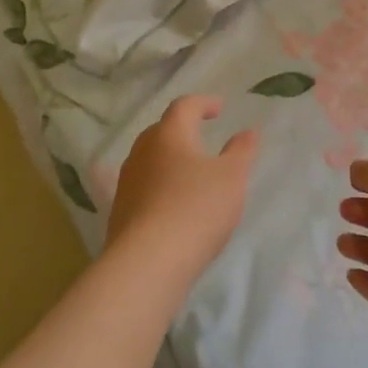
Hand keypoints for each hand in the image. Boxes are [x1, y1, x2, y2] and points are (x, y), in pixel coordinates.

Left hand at [105, 96, 257, 283]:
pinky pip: (144, 187)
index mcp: (169, 134)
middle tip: (202, 137)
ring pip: (150, 160)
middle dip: (182, 131)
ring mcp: (127, 182)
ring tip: (190, 173)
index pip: (184, 106)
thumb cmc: (196, 209)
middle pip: (162, 131)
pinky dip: (160, 187)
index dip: (203, 103)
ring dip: (169, 160)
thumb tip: (248, 132)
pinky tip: (172, 204)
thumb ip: (242, 152)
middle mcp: (142, 151)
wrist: (148, 263)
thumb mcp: (232, 178)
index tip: (219, 108)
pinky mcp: (120, 211)